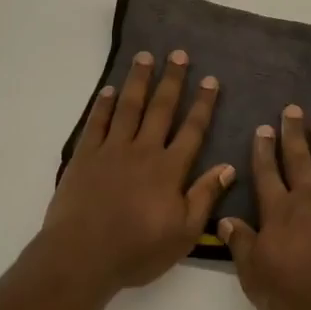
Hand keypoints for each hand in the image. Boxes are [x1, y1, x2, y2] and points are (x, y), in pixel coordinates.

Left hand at [43, 49, 233, 295]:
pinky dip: (103, 105)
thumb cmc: (137, 250)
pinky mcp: (85, 156)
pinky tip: (108, 90)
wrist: (82, 256)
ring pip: (128, 107)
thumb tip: (229, 167)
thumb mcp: (183, 233)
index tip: (210, 80)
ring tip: (145, 57)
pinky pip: (96, 123)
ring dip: (138, 81)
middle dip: (172, 80)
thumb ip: (205, 197)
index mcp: (170, 169)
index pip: (192, 130)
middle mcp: (143, 150)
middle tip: (178, 54)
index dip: (202, 104)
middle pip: (161, 109)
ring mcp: (112, 150)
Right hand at [219, 105, 310, 309]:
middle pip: (298, 161)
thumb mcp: (256, 275)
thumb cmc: (299, 291)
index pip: (267, 175)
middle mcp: (308, 199)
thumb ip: (241, 245)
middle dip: (293, 135)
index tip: (264, 128)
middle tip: (293, 109)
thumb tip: (224, 220)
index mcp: (278, 211)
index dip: (263, 152)